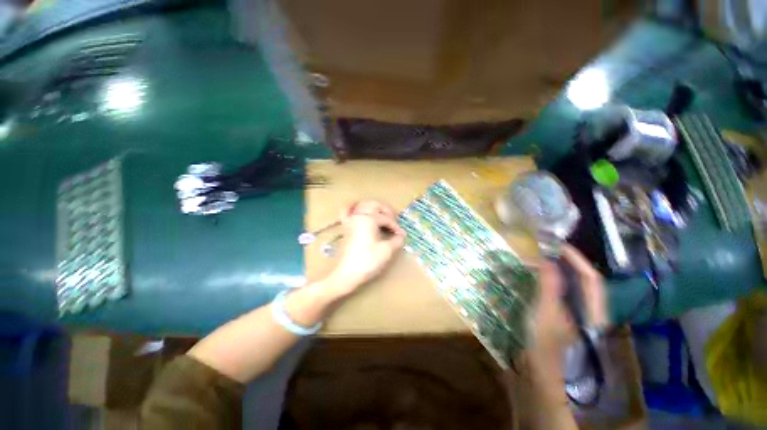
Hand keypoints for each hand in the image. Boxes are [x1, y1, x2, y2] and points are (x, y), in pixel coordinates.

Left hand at [326, 201, 404, 295]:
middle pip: (374, 205)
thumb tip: (401, 235)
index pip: (386, 218)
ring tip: (381, 215)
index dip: (395, 226)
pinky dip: (352, 208)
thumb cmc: (368, 261)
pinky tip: (357, 209)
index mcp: (369, 219)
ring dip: (373, 207)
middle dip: (386, 211)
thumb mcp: (386, 250)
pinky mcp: (345, 227)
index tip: (401, 234)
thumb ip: (396, 240)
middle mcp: (359, 216)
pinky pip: (347, 212)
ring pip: (362, 205)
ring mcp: (350, 220)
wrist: (347, 273)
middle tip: (393, 221)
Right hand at [530, 245, 607, 353]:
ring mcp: (575, 313)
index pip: (591, 278)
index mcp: (594, 311)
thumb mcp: (547, 313)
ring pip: (570, 285)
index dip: (576, 259)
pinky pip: (558, 292)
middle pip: (582, 279)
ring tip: (537, 260)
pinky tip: (534, 277)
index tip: (556, 245)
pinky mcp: (562, 315)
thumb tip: (545, 259)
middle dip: (565, 262)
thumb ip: (549, 285)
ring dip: (555, 270)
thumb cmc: (547, 345)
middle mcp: (589, 309)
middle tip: (544, 250)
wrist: (541, 373)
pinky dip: (547, 281)